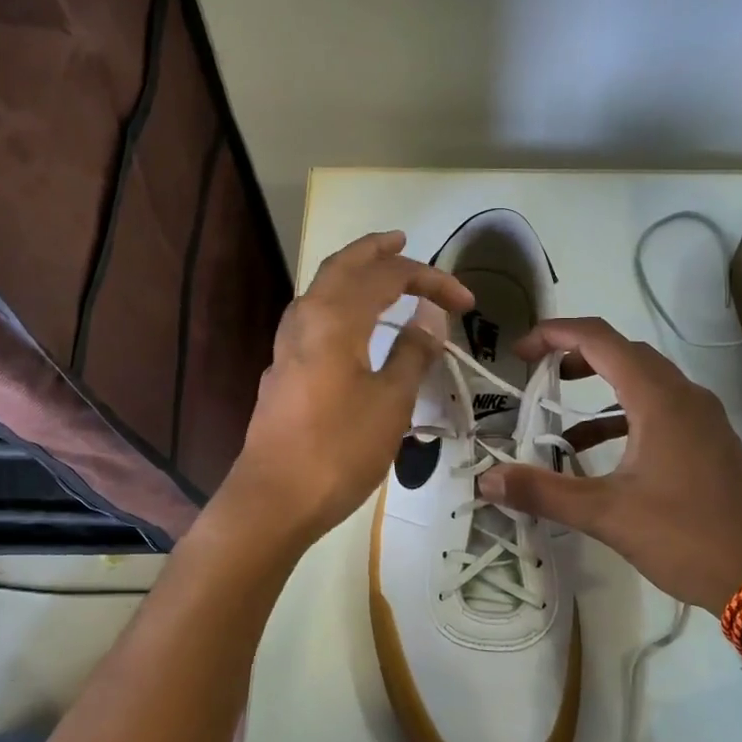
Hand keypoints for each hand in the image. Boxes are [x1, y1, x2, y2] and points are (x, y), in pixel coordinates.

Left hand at [222, 230, 473, 544]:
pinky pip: (314, 315)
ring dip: (353, 272)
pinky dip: (340, 301)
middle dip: (376, 251)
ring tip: (381, 272)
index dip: (431, 281)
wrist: (274, 499)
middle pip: (343, 266)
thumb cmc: (339, 449)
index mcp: (335, 318)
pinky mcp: (284, 368)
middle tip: (404, 242)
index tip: (466, 304)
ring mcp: (288, 344)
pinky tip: (353, 322)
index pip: (389, 277)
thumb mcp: (390, 402)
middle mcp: (306, 318)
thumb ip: (411, 353)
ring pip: (322, 289)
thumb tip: (429, 319)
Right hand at [477, 317, 741, 613]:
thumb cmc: (687, 537)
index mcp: (659, 399)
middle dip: (574, 355)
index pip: (599, 339)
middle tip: (535, 374)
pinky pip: (659, 409)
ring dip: (599, 387)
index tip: (518, 352)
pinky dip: (622, 417)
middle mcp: (684, 396)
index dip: (554, 334)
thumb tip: (486, 480)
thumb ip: (544, 492)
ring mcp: (703, 419)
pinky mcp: (710, 443)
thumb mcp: (607, 515)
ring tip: (558, 411)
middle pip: (623, 352)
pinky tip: (598, 451)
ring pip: (644, 380)